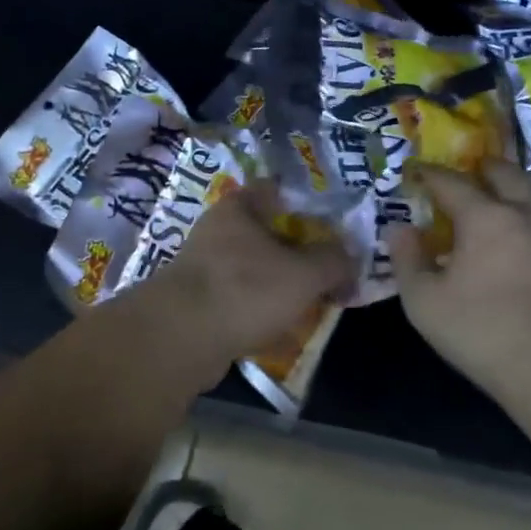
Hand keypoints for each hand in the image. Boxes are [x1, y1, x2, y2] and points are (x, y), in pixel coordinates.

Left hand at [133, 179, 355, 375]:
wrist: (179, 340)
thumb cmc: (245, 290)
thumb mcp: (304, 274)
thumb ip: (334, 262)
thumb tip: (351, 261)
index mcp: (240, 206)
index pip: (279, 189)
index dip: (309, 204)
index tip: (334, 225)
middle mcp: (218, 229)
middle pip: (269, 231)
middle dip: (298, 251)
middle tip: (328, 270)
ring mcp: (204, 266)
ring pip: (254, 267)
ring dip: (279, 283)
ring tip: (310, 303)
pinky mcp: (197, 301)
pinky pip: (239, 299)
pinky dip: (259, 310)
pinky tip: (279, 329)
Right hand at [386, 162, 530, 405]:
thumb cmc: (483, 332)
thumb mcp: (425, 303)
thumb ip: (407, 260)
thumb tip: (399, 228)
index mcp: (485, 218)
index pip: (453, 182)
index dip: (432, 174)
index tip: (419, 171)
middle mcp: (529, 217)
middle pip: (509, 176)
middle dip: (489, 168)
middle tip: (478, 169)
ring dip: (521, 205)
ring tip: (508, 220)